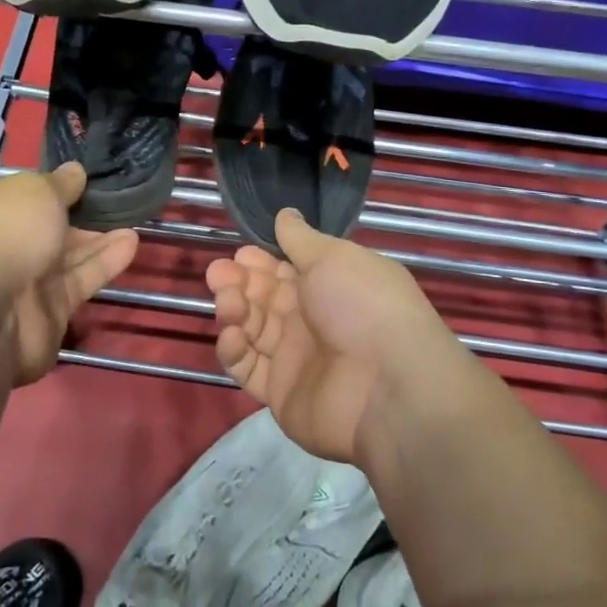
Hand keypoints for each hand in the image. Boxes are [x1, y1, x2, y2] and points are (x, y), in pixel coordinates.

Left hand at [0, 164, 137, 385]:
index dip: (55, 187)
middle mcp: (4, 243)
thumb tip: (75, 172)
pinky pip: (80, 280)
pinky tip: (131, 243)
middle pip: (49, 226)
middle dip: (82, 214)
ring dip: (100, 238)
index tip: (88, 179)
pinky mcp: (50, 311)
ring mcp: (25, 280)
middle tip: (119, 200)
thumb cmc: (5, 232)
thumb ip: (61, 183)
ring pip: (68, 255)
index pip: (25, 195)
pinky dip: (104, 263)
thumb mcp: (37, 191)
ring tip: (135, 219)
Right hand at [204, 208, 463, 462]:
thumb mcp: (333, 257)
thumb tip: (285, 214)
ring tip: (229, 303)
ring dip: (234, 311)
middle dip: (239, 282)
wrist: (387, 387)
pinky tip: (232, 335)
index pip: (285, 270)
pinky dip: (234, 350)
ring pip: (251, 329)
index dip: (260, 260)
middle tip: (219, 274)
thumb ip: (301, 238)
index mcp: (329, 286)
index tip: (240, 253)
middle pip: (264, 298)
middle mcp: (312, 320)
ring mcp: (295, 358)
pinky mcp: (280, 392)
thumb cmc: (362, 306)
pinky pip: (248, 368)